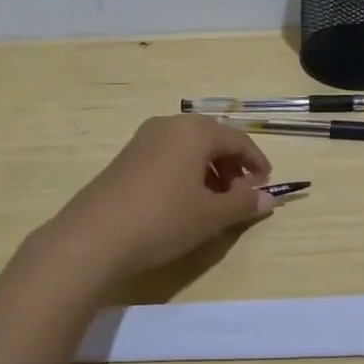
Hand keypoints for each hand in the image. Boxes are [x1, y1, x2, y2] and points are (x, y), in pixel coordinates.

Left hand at [44, 115, 275, 280]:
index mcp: (194, 131)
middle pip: (212, 139)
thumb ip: (243, 203)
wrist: (93, 237)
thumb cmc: (163, 220)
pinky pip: (168, 157)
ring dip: (209, 171)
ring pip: (188, 149)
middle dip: (232, 166)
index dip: (256, 162)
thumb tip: (270, 198)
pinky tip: (184, 203)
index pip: (237, 139)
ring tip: (215, 203)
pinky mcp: (126, 158)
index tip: (266, 186)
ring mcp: (143, 140)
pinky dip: (185, 173)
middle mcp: (169, 125)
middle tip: (241, 196)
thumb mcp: (211, 215)